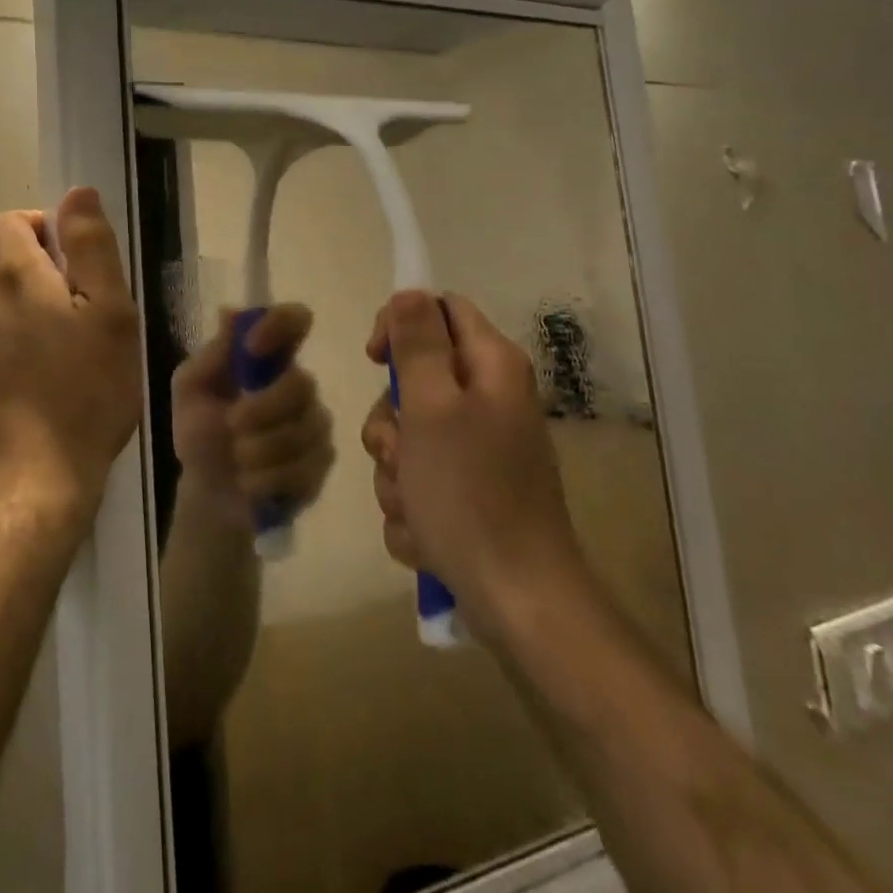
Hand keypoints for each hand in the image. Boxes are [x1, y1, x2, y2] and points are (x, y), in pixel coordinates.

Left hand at [0, 188, 142, 524]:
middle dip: (51, 276)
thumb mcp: (108, 312)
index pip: (14, 221)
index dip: (49, 229)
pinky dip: (25, 347)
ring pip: (6, 305)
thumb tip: (76, 193)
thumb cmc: (82, 392)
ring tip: (79, 357)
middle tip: (94, 319)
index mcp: (10, 274)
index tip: (84, 266)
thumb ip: (91, 246)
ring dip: (40, 314)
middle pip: (11, 263)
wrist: (28, 484)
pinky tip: (54, 386)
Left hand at [172, 304, 333, 527]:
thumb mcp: (191, 390)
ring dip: (260, 448)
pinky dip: (268, 479)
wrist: (208, 493)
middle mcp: (298, 385)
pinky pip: (304, 468)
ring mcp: (314, 425)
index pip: (295, 320)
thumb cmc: (200, 432)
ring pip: (303, 430)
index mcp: (268, 358)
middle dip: (263, 407)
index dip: (280, 325)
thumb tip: (230, 312)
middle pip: (302, 383)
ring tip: (237, 459)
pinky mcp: (320, 465)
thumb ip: (212, 355)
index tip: (252, 347)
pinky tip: (250, 483)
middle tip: (232, 423)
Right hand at [362, 291, 584, 632]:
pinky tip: (426, 534)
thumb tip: (409, 291)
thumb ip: (417, 343)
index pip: (439, 310)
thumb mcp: (431, 407)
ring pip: (407, 438)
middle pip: (414, 381)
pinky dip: (411, 507)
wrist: (517, 601)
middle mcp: (488, 401)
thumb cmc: (470, 493)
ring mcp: (479, 451)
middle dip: (390, 421)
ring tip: (414, 505)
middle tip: (399, 452)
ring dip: (395, 472)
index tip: (374, 358)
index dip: (401, 323)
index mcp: (490, 368)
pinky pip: (418, 482)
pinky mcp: (469, 493)